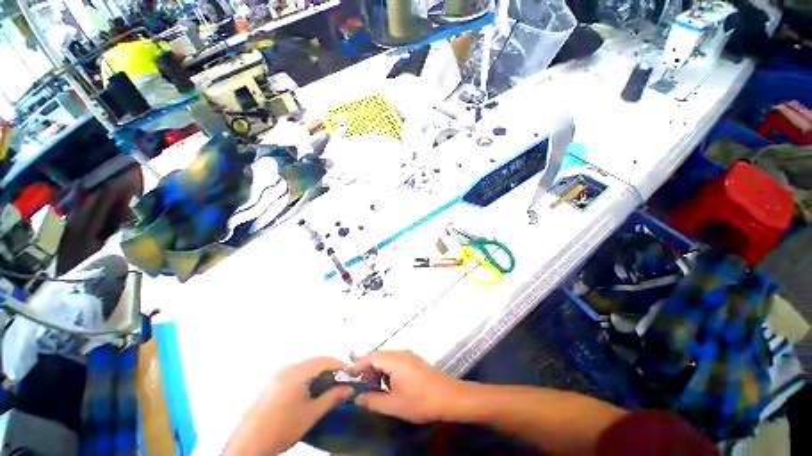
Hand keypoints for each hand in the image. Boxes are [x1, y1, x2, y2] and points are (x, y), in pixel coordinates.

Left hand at [224, 357, 353, 454]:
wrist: (248, 444)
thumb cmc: (282, 428)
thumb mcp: (311, 414)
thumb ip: (332, 397)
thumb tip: (350, 388)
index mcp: (297, 372)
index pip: (325, 360)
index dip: (340, 365)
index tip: (350, 375)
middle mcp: (287, 367)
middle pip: (315, 360)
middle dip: (330, 368)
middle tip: (339, 381)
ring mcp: (277, 373)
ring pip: (305, 365)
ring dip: (318, 371)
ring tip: (326, 386)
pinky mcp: (271, 381)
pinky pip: (295, 371)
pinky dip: (306, 375)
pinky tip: (308, 390)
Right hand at [350, 350, 465, 423]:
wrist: (449, 397)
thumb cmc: (420, 401)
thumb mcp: (394, 405)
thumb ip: (373, 401)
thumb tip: (357, 398)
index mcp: (395, 360)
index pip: (371, 356)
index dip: (358, 365)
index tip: (347, 376)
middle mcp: (401, 353)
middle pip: (379, 355)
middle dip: (367, 369)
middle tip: (361, 386)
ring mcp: (409, 356)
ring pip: (387, 358)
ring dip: (378, 370)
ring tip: (374, 388)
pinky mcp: (414, 361)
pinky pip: (396, 361)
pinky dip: (387, 370)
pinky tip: (389, 385)